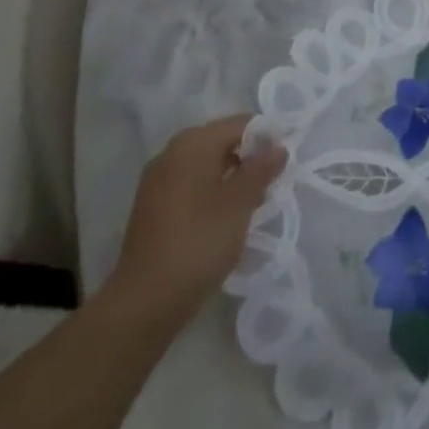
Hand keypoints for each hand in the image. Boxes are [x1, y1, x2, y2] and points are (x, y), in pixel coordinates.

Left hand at [109, 114, 286, 324]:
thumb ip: (262, 168)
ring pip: (208, 166)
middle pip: (223, 142)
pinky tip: (226, 219)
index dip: (267, 139)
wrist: (143, 303)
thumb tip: (278, 146)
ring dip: (233, 179)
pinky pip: (192, 186)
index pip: (241, 124)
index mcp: (192, 143)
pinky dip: (213, 194)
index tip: (284, 164)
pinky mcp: (154, 208)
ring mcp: (158, 182)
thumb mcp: (240, 202)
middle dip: (250, 160)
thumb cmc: (198, 242)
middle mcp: (171, 153)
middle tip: (271, 185)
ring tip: (253, 205)